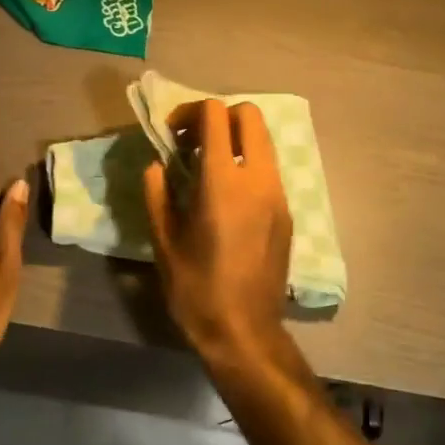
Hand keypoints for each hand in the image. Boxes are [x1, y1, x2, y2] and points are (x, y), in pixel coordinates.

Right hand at [143, 99, 292, 369]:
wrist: (245, 332)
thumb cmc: (196, 289)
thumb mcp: (164, 242)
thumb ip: (157, 194)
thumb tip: (156, 165)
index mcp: (222, 181)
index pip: (216, 114)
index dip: (191, 112)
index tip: (173, 134)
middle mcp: (257, 178)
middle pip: (249, 115)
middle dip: (219, 116)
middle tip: (194, 141)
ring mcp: (278, 194)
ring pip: (264, 140)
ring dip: (236, 139)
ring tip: (208, 167)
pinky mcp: (287, 212)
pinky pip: (269, 168)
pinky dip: (249, 162)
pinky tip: (228, 194)